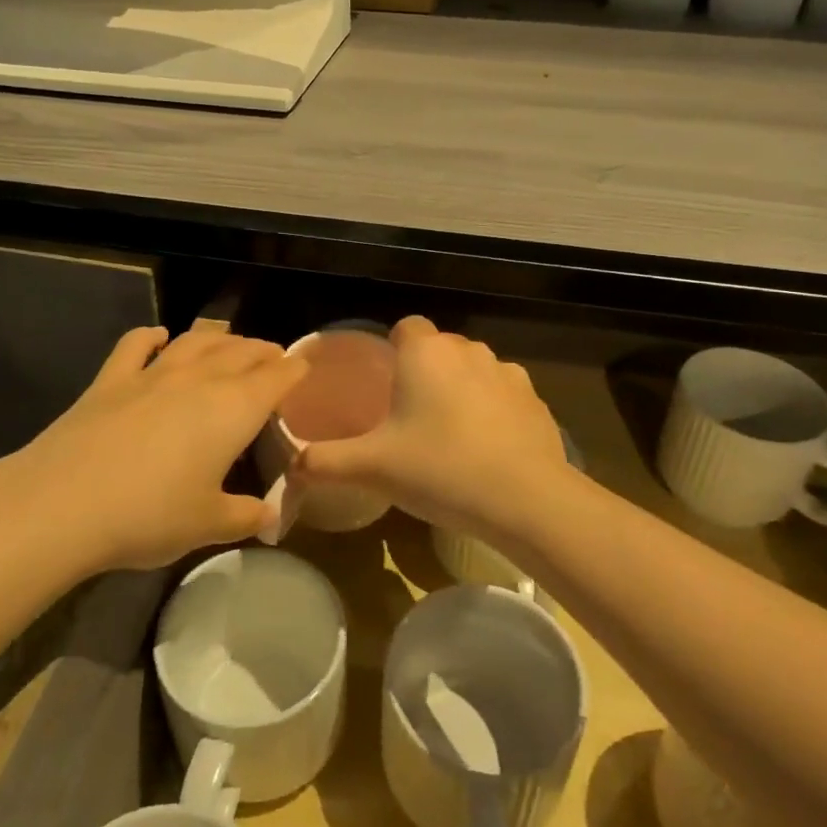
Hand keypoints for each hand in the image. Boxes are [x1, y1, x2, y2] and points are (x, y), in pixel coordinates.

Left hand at [0, 323, 307, 572]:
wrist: (62, 504)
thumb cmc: (149, 515)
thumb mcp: (208, 525)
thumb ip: (245, 516)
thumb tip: (269, 517)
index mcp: (234, 409)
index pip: (276, 377)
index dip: (294, 369)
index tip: (304, 368)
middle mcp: (199, 380)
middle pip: (241, 352)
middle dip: (262, 351)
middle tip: (273, 356)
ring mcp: (152, 374)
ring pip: (195, 341)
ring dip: (219, 338)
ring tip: (230, 340)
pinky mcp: (110, 380)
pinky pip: (136, 345)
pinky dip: (152, 337)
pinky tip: (158, 337)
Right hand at [292, 317, 572, 545]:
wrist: (525, 499)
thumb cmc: (439, 470)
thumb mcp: (372, 469)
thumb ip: (324, 462)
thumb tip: (290, 467)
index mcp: (425, 353)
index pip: (406, 327)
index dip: (394, 350)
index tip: (387, 387)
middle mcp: (467, 350)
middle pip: (440, 348)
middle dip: (426, 373)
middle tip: (411, 418)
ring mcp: (507, 372)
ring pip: (474, 370)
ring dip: (462, 390)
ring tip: (451, 436)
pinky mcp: (536, 400)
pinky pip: (504, 395)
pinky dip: (494, 411)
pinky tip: (488, 450)